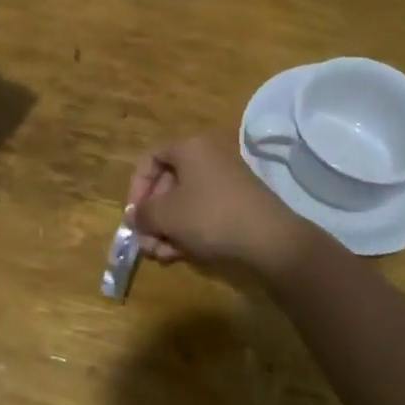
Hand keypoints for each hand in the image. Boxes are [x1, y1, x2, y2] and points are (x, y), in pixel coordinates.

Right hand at [126, 135, 323, 284]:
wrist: (270, 240)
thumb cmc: (210, 216)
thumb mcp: (166, 215)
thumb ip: (143, 213)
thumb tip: (134, 215)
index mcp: (189, 148)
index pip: (150, 159)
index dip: (136, 188)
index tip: (134, 216)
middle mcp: (208, 157)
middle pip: (167, 184)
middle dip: (153, 217)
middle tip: (147, 244)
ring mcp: (226, 181)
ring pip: (185, 202)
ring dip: (168, 229)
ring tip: (163, 256)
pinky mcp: (238, 204)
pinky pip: (204, 212)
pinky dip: (189, 231)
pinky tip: (182, 255)